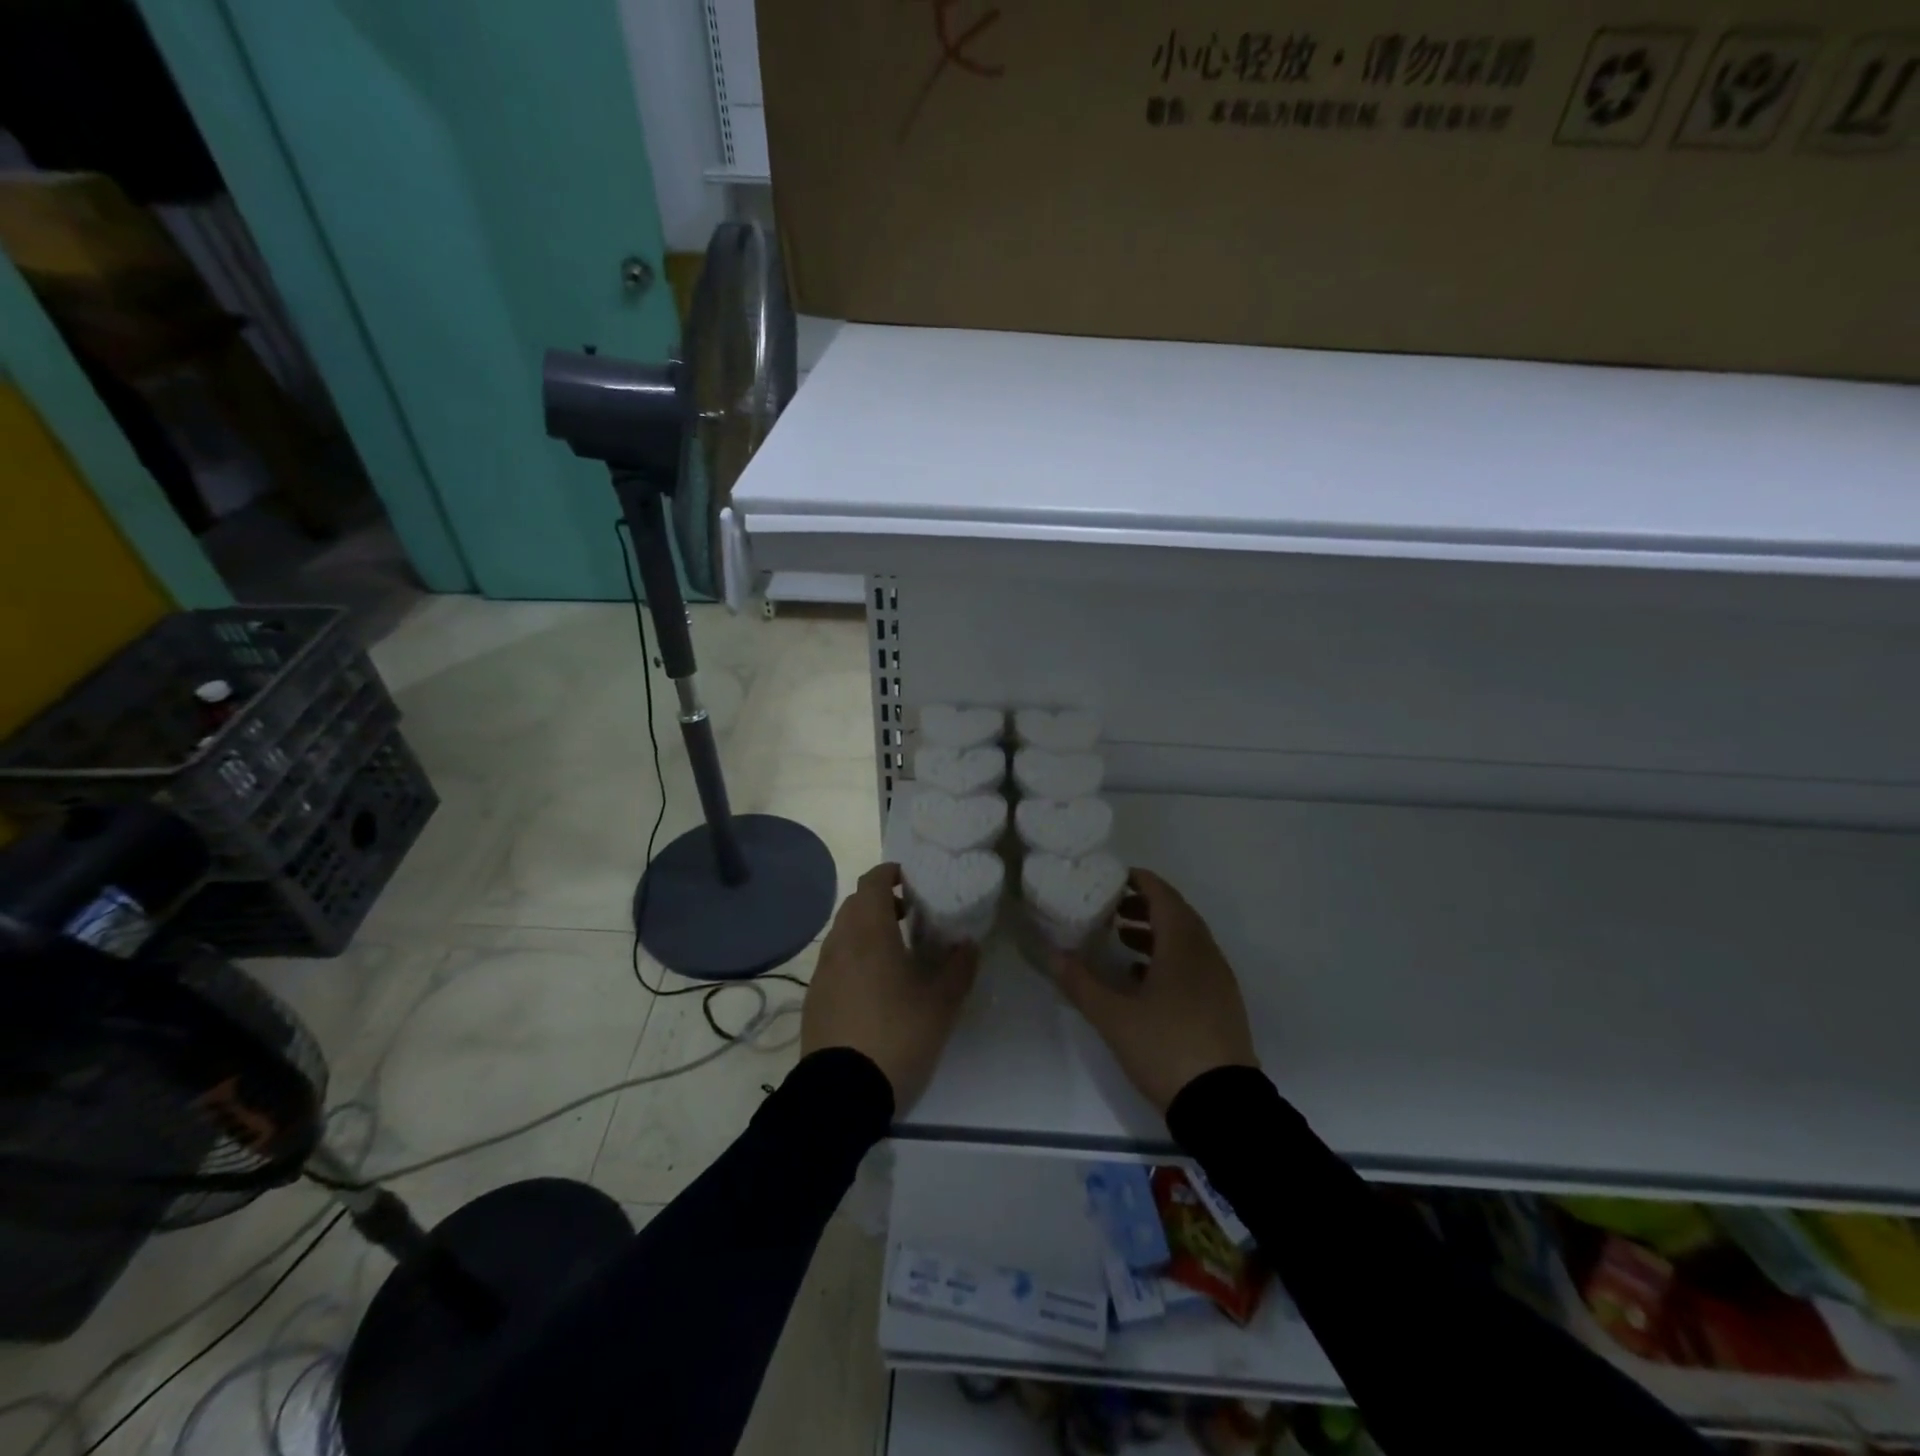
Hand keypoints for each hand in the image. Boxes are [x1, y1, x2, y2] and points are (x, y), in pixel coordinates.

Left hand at [802, 863, 978, 1111]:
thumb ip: (959, 967)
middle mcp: (840, 943)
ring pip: (843, 933)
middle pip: (855, 905)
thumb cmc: (897, 1035)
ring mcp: (822, 972)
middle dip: (881, 901)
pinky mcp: (814, 998)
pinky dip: (854, 957)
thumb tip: (967, 943)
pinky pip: (835, 961)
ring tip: (896, 952)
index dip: (891, 873)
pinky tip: (875, 986)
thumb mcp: (941, 1003)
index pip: (872, 882)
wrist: (841, 1093)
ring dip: (867, 930)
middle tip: (911, 914)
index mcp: (869, 932)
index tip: (913, 879)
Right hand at [1053, 869, 1258, 1113]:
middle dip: (1145, 906)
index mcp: (1183, 946)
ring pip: (1187, 941)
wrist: (1223, 1105)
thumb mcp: (1114, 1017)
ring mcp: (1218, 981)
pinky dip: (1169, 957)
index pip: (1164, 897)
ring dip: (1157, 932)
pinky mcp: (1222, 1004)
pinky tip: (1143, 977)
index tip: (1116, 876)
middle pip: (1177, 915)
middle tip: (1112, 907)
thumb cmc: (1166, 1048)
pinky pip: (1194, 964)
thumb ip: (1081, 983)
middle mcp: (1206, 954)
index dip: (1142, 881)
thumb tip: (1051, 953)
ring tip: (1122, 939)